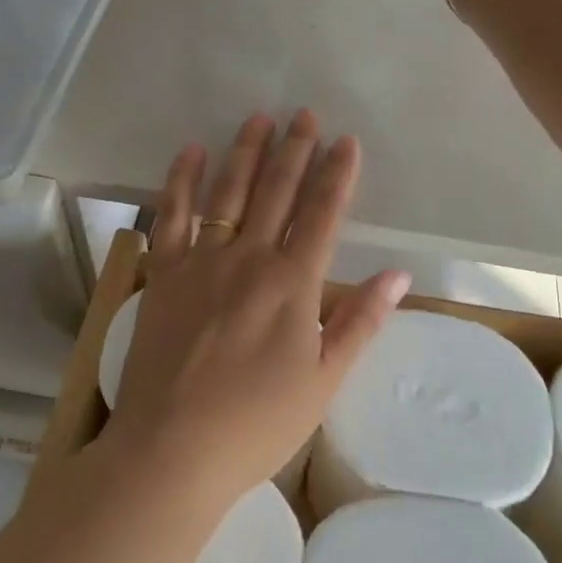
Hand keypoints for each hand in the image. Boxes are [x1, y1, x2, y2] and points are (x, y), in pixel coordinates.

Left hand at [102, 110, 410, 510]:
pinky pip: (172, 216)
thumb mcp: (324, 381)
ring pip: (228, 193)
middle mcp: (249, 259)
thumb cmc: (257, 423)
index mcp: (293, 284)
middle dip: (295, 150)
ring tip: (259, 117)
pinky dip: (183, 181)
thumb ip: (360, 322)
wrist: (172, 449)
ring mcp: (202, 262)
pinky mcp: (163, 273)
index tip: (346, 140)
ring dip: (246, 152)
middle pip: (277, 192)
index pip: (322, 214)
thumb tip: (398, 275)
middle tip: (305, 113)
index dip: (337, 175)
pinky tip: (193, 152)